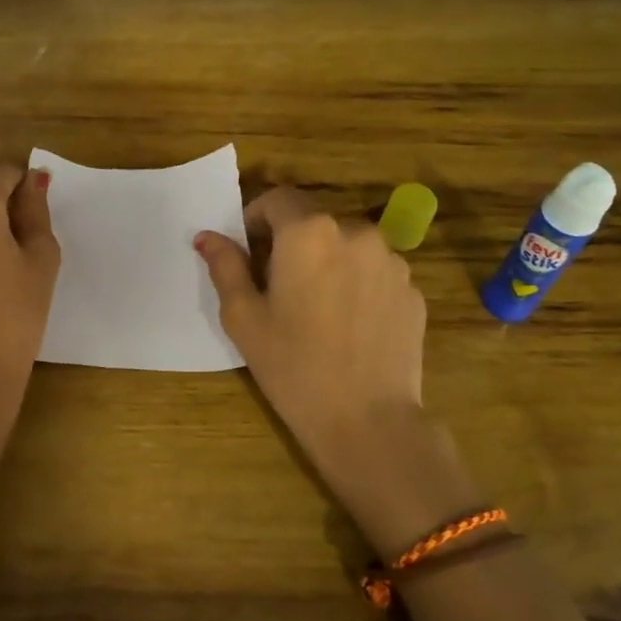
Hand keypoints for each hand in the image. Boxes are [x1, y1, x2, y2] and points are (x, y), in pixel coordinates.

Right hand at [197, 190, 470, 550]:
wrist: (369, 421)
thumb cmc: (293, 367)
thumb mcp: (244, 317)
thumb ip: (225, 266)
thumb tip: (207, 236)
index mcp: (309, 233)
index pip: (278, 199)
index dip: (256, 218)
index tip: (248, 252)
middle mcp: (356, 232)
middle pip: (314, 222)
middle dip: (292, 243)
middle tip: (277, 288)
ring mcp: (392, 261)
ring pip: (347, 246)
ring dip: (328, 263)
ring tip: (317, 311)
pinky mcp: (413, 291)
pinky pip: (375, 273)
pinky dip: (357, 285)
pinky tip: (348, 327)